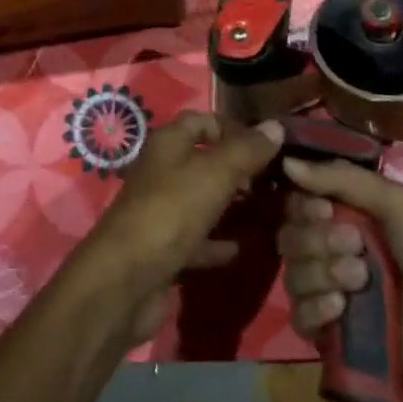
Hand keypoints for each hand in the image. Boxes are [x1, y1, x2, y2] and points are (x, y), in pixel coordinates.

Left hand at [73, 111, 284, 344]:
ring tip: (268, 209)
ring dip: (230, 203)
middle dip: (237, 167)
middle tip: (274, 180)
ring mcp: (162, 210)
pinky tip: (243, 248)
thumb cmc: (170, 212)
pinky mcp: (165, 247)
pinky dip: (218, 242)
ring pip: (202, 198)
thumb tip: (276, 126)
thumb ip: (246, 151)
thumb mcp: (214, 175)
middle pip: (204, 159)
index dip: (234, 128)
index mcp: (168, 143)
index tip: (268, 146)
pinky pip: (198, 238)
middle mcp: (162, 171)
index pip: (203, 121)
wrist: (126, 280)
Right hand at [279, 157, 402, 401]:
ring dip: (323, 273)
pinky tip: (342, 309)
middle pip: (289, 236)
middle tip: (357, 249)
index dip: (302, 205)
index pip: (297, 202)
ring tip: (360, 282)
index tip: (326, 210)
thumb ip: (343, 178)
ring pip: (292, 273)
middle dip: (317, 240)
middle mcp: (330, 252)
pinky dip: (316, 308)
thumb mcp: (399, 205)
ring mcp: (328, 294)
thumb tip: (286, 161)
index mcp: (345, 218)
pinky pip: (298, 316)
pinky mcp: (330, 336)